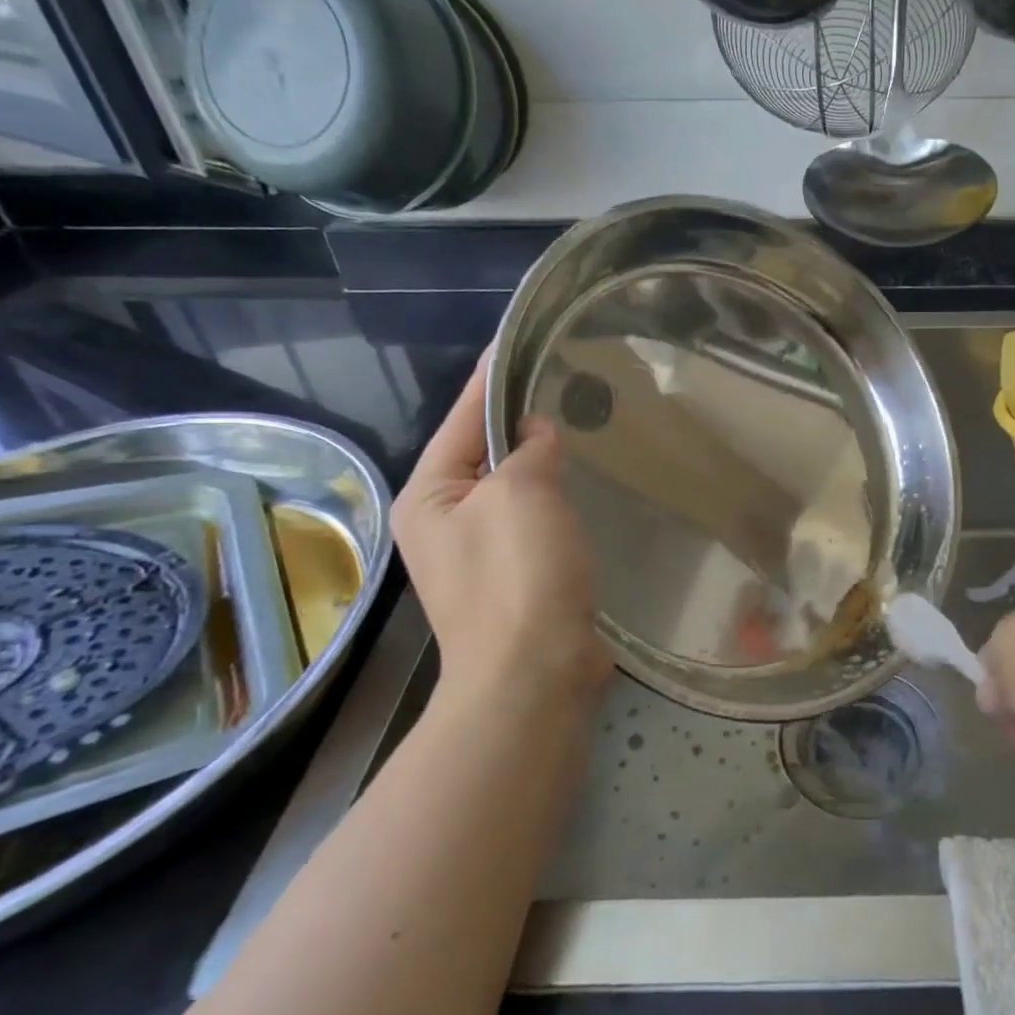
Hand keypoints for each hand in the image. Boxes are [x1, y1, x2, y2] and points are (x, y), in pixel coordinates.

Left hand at [393, 353, 610, 712]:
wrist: (535, 676)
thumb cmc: (519, 575)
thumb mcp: (522, 493)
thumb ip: (529, 449)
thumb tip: (537, 433)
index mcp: (428, 495)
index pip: (463, 417)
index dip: (492, 376)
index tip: (517, 338)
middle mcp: (444, 521)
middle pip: (485, 453)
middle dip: (522, 420)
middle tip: (567, 381)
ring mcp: (479, 553)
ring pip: (515, 488)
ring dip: (543, 462)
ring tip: (582, 423)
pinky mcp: (516, 577)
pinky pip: (536, 519)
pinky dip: (557, 499)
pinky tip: (586, 483)